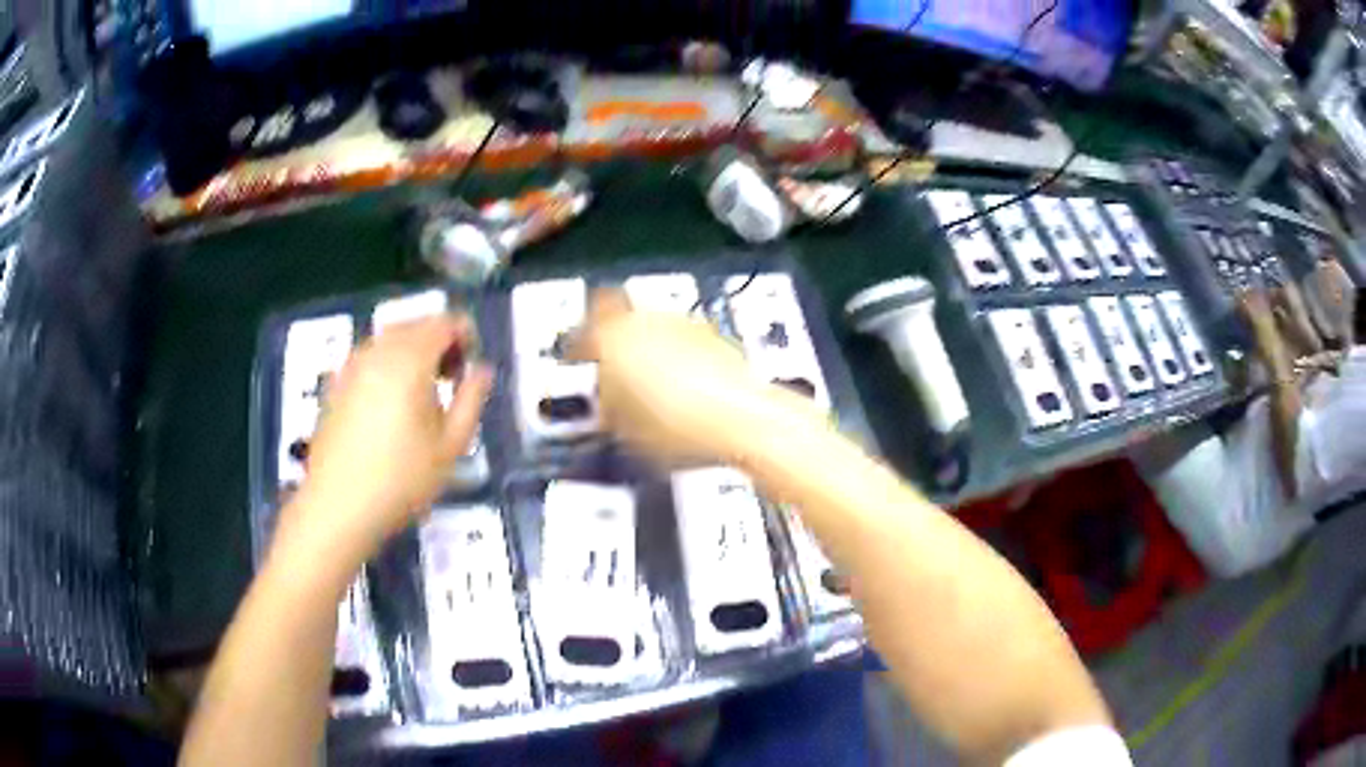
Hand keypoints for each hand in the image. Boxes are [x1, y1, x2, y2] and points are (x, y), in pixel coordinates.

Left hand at [278, 315, 492, 565]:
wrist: (339, 506)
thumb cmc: (401, 480)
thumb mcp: (451, 446)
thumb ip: (472, 400)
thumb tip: (481, 371)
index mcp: (409, 360)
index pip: (444, 323)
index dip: (466, 334)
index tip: (472, 366)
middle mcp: (378, 352)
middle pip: (415, 324)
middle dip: (439, 341)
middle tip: (453, 379)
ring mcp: (351, 366)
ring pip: (389, 339)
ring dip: (413, 351)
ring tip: (423, 392)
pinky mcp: (336, 384)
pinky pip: (369, 356)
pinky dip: (388, 364)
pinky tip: (391, 403)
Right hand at [566, 289, 823, 464]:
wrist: (739, 419)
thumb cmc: (671, 427)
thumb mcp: (622, 426)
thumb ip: (607, 403)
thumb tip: (606, 397)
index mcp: (612, 338)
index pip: (584, 327)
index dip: (580, 344)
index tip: (580, 360)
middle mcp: (645, 320)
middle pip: (621, 321)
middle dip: (617, 343)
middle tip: (617, 374)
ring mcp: (682, 324)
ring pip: (654, 328)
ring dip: (650, 348)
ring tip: (655, 386)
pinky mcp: (713, 335)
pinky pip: (683, 341)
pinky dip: (679, 356)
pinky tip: (686, 387)